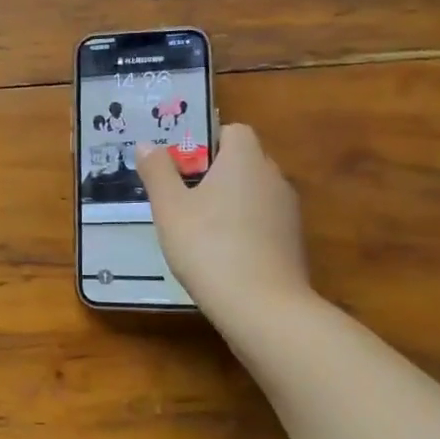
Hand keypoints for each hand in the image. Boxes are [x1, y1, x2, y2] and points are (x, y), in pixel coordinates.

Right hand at [138, 124, 313, 316]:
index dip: (206, 142)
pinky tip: (221, 254)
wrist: (262, 307)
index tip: (181, 166)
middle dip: (214, 173)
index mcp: (245, 159)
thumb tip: (147, 144)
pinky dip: (244, 228)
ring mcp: (288, 211)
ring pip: (253, 193)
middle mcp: (273, 177)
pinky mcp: (293, 242)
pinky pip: (263, 221)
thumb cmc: (208, 246)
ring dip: (229, 202)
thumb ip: (157, 172)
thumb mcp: (170, 208)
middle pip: (243, 161)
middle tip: (181, 197)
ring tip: (197, 228)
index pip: (233, 131)